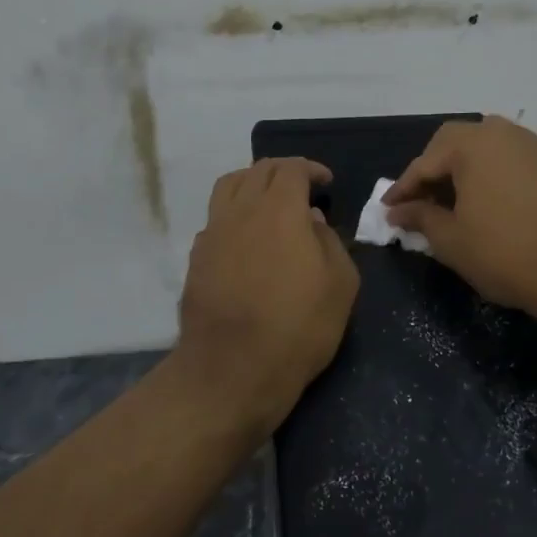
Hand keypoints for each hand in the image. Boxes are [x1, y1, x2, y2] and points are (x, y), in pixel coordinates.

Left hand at [175, 157, 359, 438]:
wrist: (234, 368)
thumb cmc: (299, 326)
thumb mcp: (340, 283)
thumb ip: (329, 242)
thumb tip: (311, 220)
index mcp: (279, 209)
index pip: (291, 169)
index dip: (311, 169)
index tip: (325, 182)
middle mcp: (241, 211)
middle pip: (258, 171)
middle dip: (283, 172)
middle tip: (302, 187)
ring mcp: (213, 233)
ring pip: (229, 188)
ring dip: (252, 184)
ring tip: (269, 202)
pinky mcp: (196, 259)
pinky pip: (216, 219)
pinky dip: (234, 215)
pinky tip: (247, 238)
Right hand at [383, 116, 536, 319]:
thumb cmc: (504, 252)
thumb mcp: (451, 239)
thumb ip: (420, 217)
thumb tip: (397, 210)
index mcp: (472, 144)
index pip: (425, 163)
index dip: (403, 189)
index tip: (388, 210)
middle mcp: (502, 133)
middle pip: (455, 142)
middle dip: (433, 170)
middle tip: (420, 201)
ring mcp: (532, 146)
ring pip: (485, 147)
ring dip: (463, 169)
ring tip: (453, 202)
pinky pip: (509, 159)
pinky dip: (490, 174)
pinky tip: (486, 202)